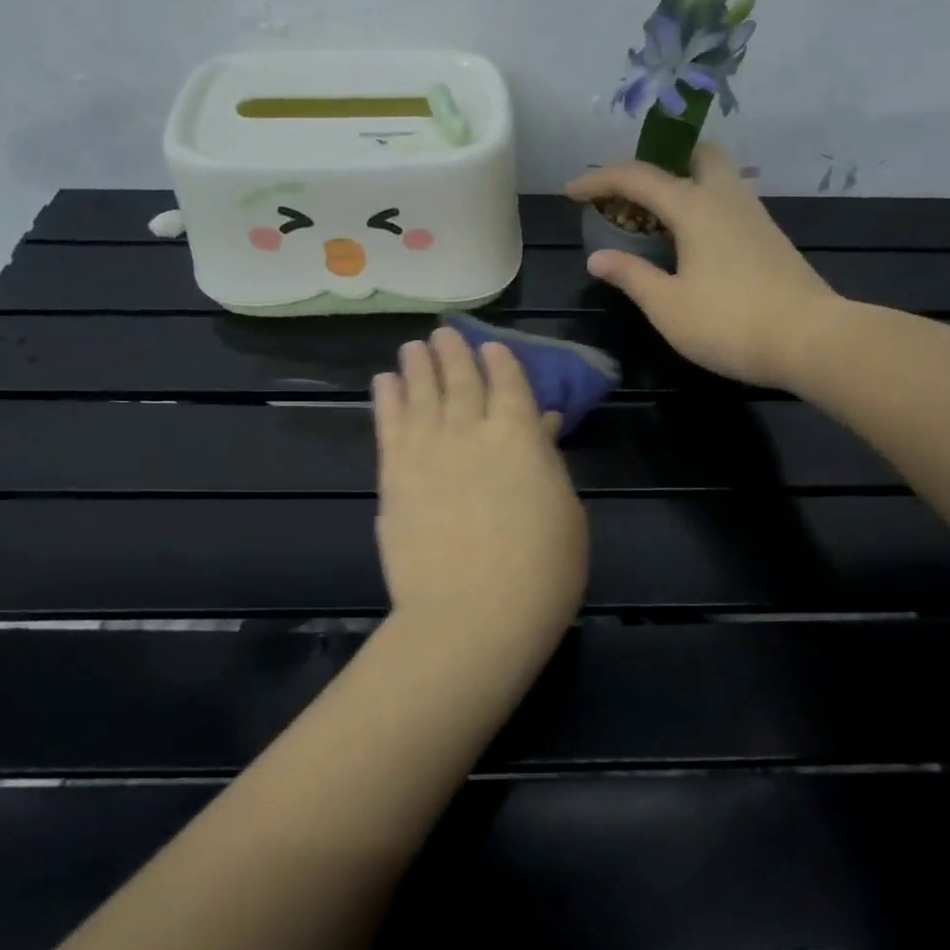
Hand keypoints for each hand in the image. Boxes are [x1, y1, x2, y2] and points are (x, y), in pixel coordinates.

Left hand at [372, 326, 587, 651]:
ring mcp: (427, 451)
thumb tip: (540, 423)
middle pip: (459, 379)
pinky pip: (389, 424)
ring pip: (420, 393)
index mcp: (519, 435)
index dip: (499, 361)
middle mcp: (470, 430)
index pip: (508, 383)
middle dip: (453, 352)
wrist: (472, 615)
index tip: (489, 345)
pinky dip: (387, 398)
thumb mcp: (564, 511)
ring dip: (417, 366)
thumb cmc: (541, 571)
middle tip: (442, 333)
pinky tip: (384, 382)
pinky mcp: (394, 476)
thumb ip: (545, 460)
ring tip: (413, 347)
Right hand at [567, 141, 839, 390]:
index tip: (572, 193)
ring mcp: (754, 215)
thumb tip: (597, 259)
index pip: (637, 177)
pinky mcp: (770, 237)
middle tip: (634, 197)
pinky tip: (692, 246)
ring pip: (717, 178)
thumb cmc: (729, 322)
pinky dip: (703, 209)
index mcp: (694, 207)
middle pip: (694, 154)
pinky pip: (728, 204)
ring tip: (657, 224)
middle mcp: (726, 197)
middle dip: (660, 163)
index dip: (599, 181)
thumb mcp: (667, 306)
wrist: (810, 339)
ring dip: (683, 186)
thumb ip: (631, 276)